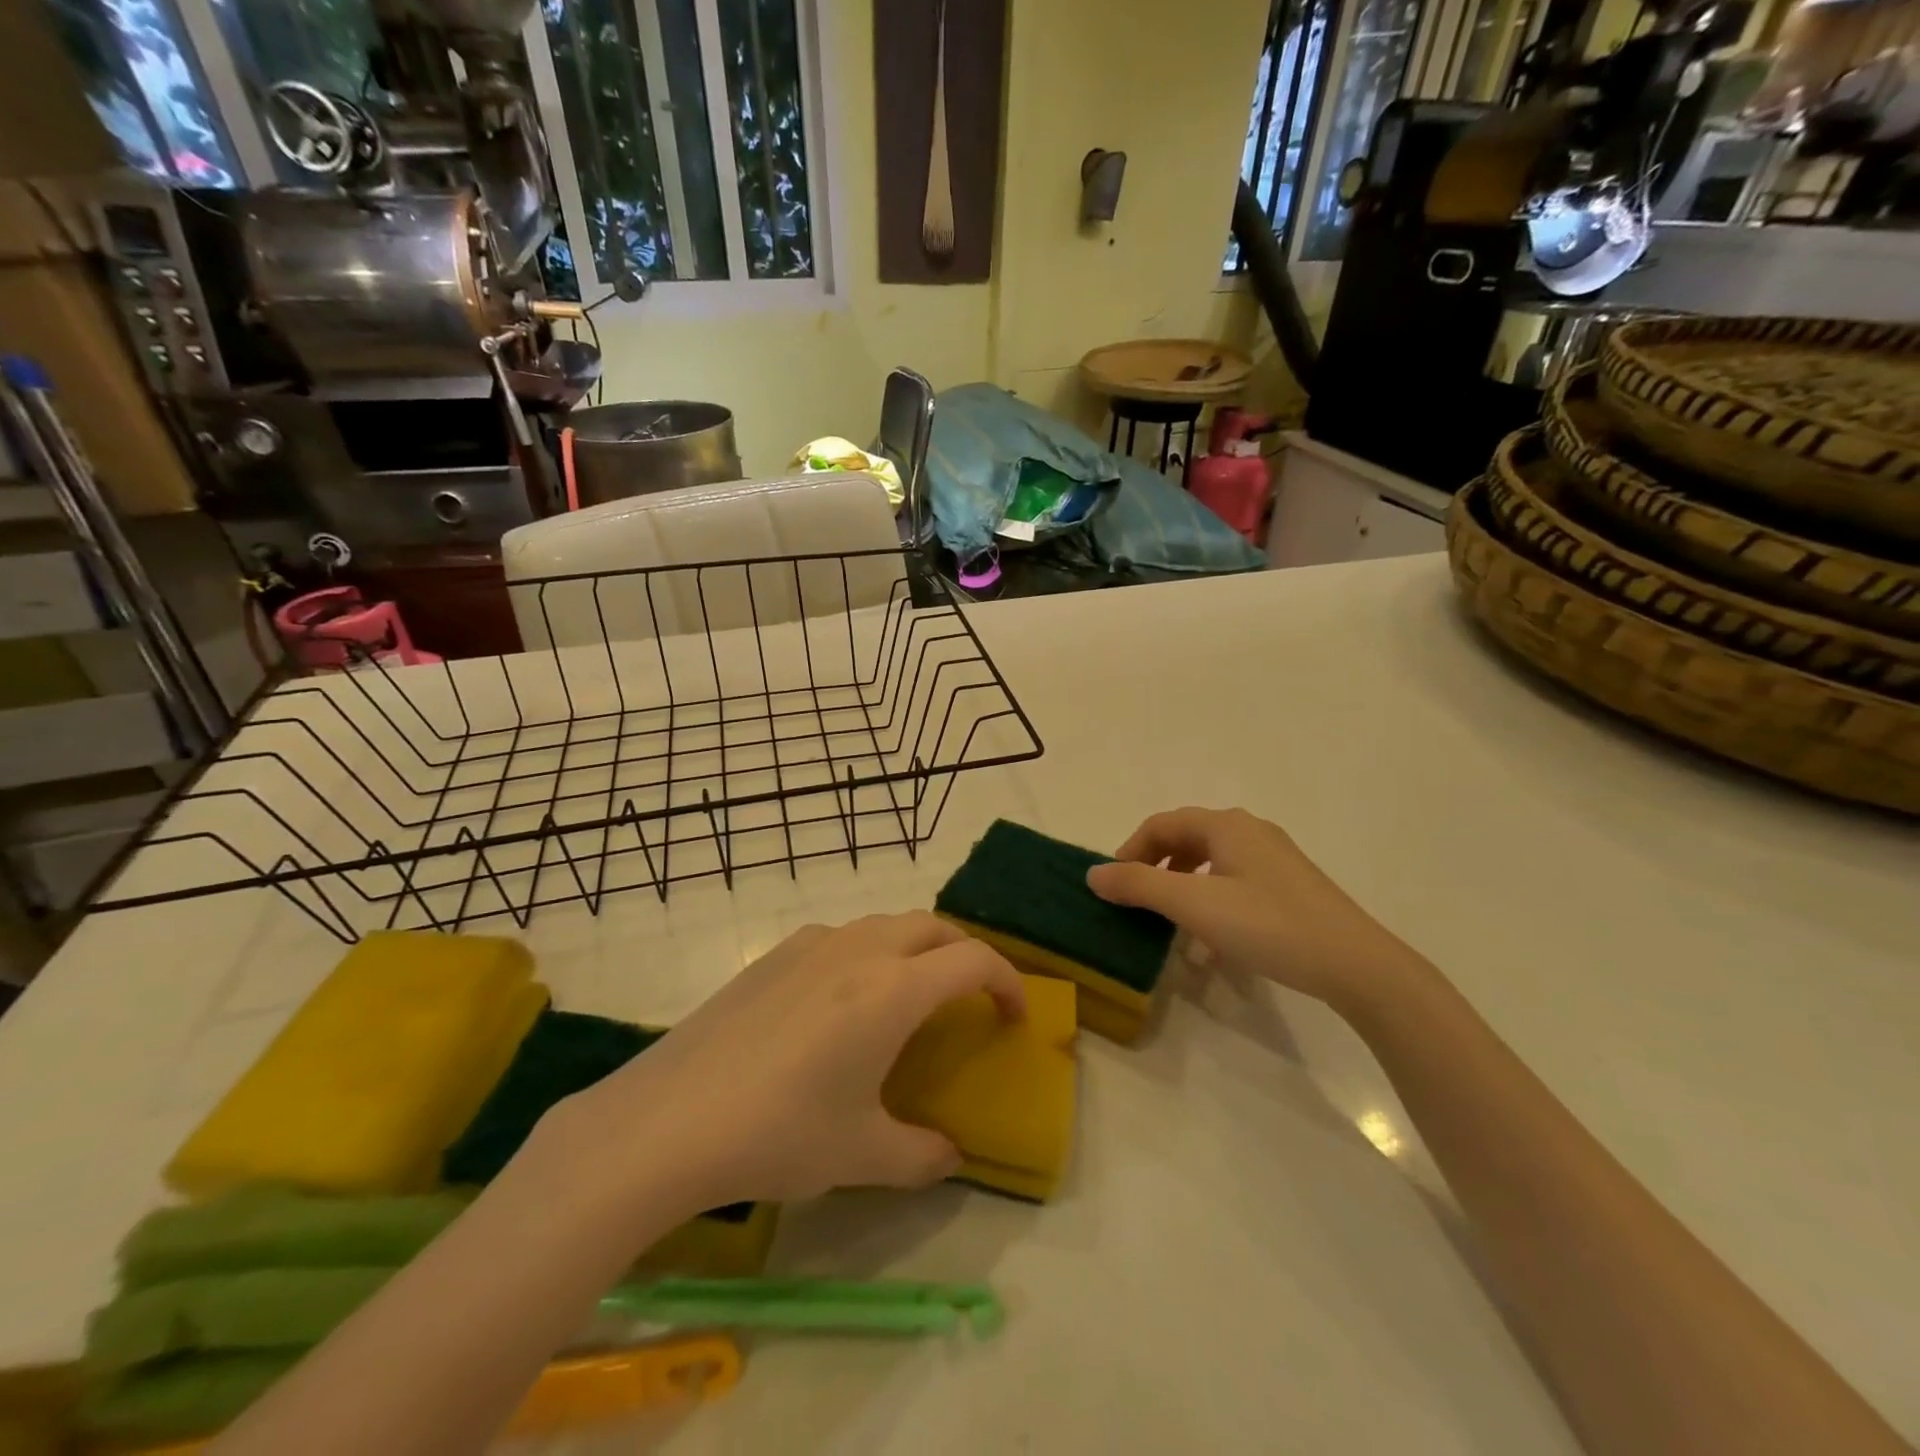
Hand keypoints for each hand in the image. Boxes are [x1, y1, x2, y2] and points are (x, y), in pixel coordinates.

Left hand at [546, 913, 1025, 1217]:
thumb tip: (949, 1157)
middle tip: (969, 998)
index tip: (1013, 1016)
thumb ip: (920, 1156)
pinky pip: (840, 936)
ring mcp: (812, 945)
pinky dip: (866, 952)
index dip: (1007, 982)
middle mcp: (860, 951)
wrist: (668, 1120)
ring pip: (884, 924)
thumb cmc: (779, 1133)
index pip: (973, 961)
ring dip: (913, 947)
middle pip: (933, 926)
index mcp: (894, 990)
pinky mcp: (773, 955)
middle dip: (963, 953)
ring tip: (908, 995)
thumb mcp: (861, 1154)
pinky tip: (841, 1000)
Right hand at [1086, 807, 1422, 1011]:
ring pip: (1211, 861)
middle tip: (1137, 900)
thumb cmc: (1267, 924)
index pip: (1161, 824)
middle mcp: (1250, 831)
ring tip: (1169, 919)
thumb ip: (1139, 885)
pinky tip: (1211, 937)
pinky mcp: (1290, 886)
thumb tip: (1093, 874)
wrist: (1355, 964)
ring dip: (1181, 885)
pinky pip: (1234, 881)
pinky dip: (1210, 899)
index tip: (1113, 886)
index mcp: (1226, 825)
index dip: (1130, 850)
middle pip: (1186, 838)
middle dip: (1155, 866)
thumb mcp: (1193, 905)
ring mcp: (1275, 858)